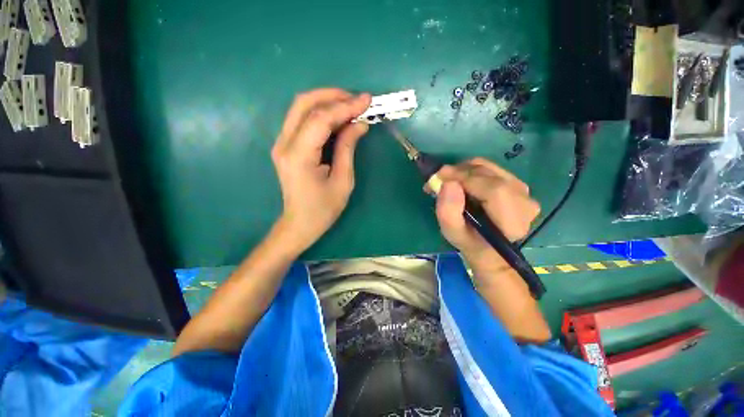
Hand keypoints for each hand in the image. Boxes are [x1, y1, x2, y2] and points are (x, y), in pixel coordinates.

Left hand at [271, 88, 371, 252]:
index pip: (321, 119)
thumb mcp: (343, 181)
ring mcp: (281, 143)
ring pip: (301, 108)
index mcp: (299, 156)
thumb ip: (348, 148)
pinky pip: (302, 120)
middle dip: (333, 96)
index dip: (345, 106)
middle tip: (357, 100)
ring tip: (351, 105)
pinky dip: (321, 113)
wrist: (299, 223)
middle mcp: (284, 144)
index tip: (367, 100)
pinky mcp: (285, 145)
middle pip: (304, 104)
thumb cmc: (323, 209)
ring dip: (326, 101)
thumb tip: (360, 124)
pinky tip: (337, 117)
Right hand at [434, 158, 539, 262]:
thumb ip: (448, 212)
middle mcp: (524, 201)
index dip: (464, 178)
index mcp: (512, 220)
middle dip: (458, 172)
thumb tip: (448, 183)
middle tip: (437, 180)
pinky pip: (489, 168)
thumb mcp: (453, 233)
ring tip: (446, 181)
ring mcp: (523, 190)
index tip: (438, 177)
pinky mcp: (516, 183)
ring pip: (488, 167)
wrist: (488, 247)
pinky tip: (459, 181)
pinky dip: (470, 171)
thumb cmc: (469, 242)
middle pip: (489, 174)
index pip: (493, 189)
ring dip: (462, 171)